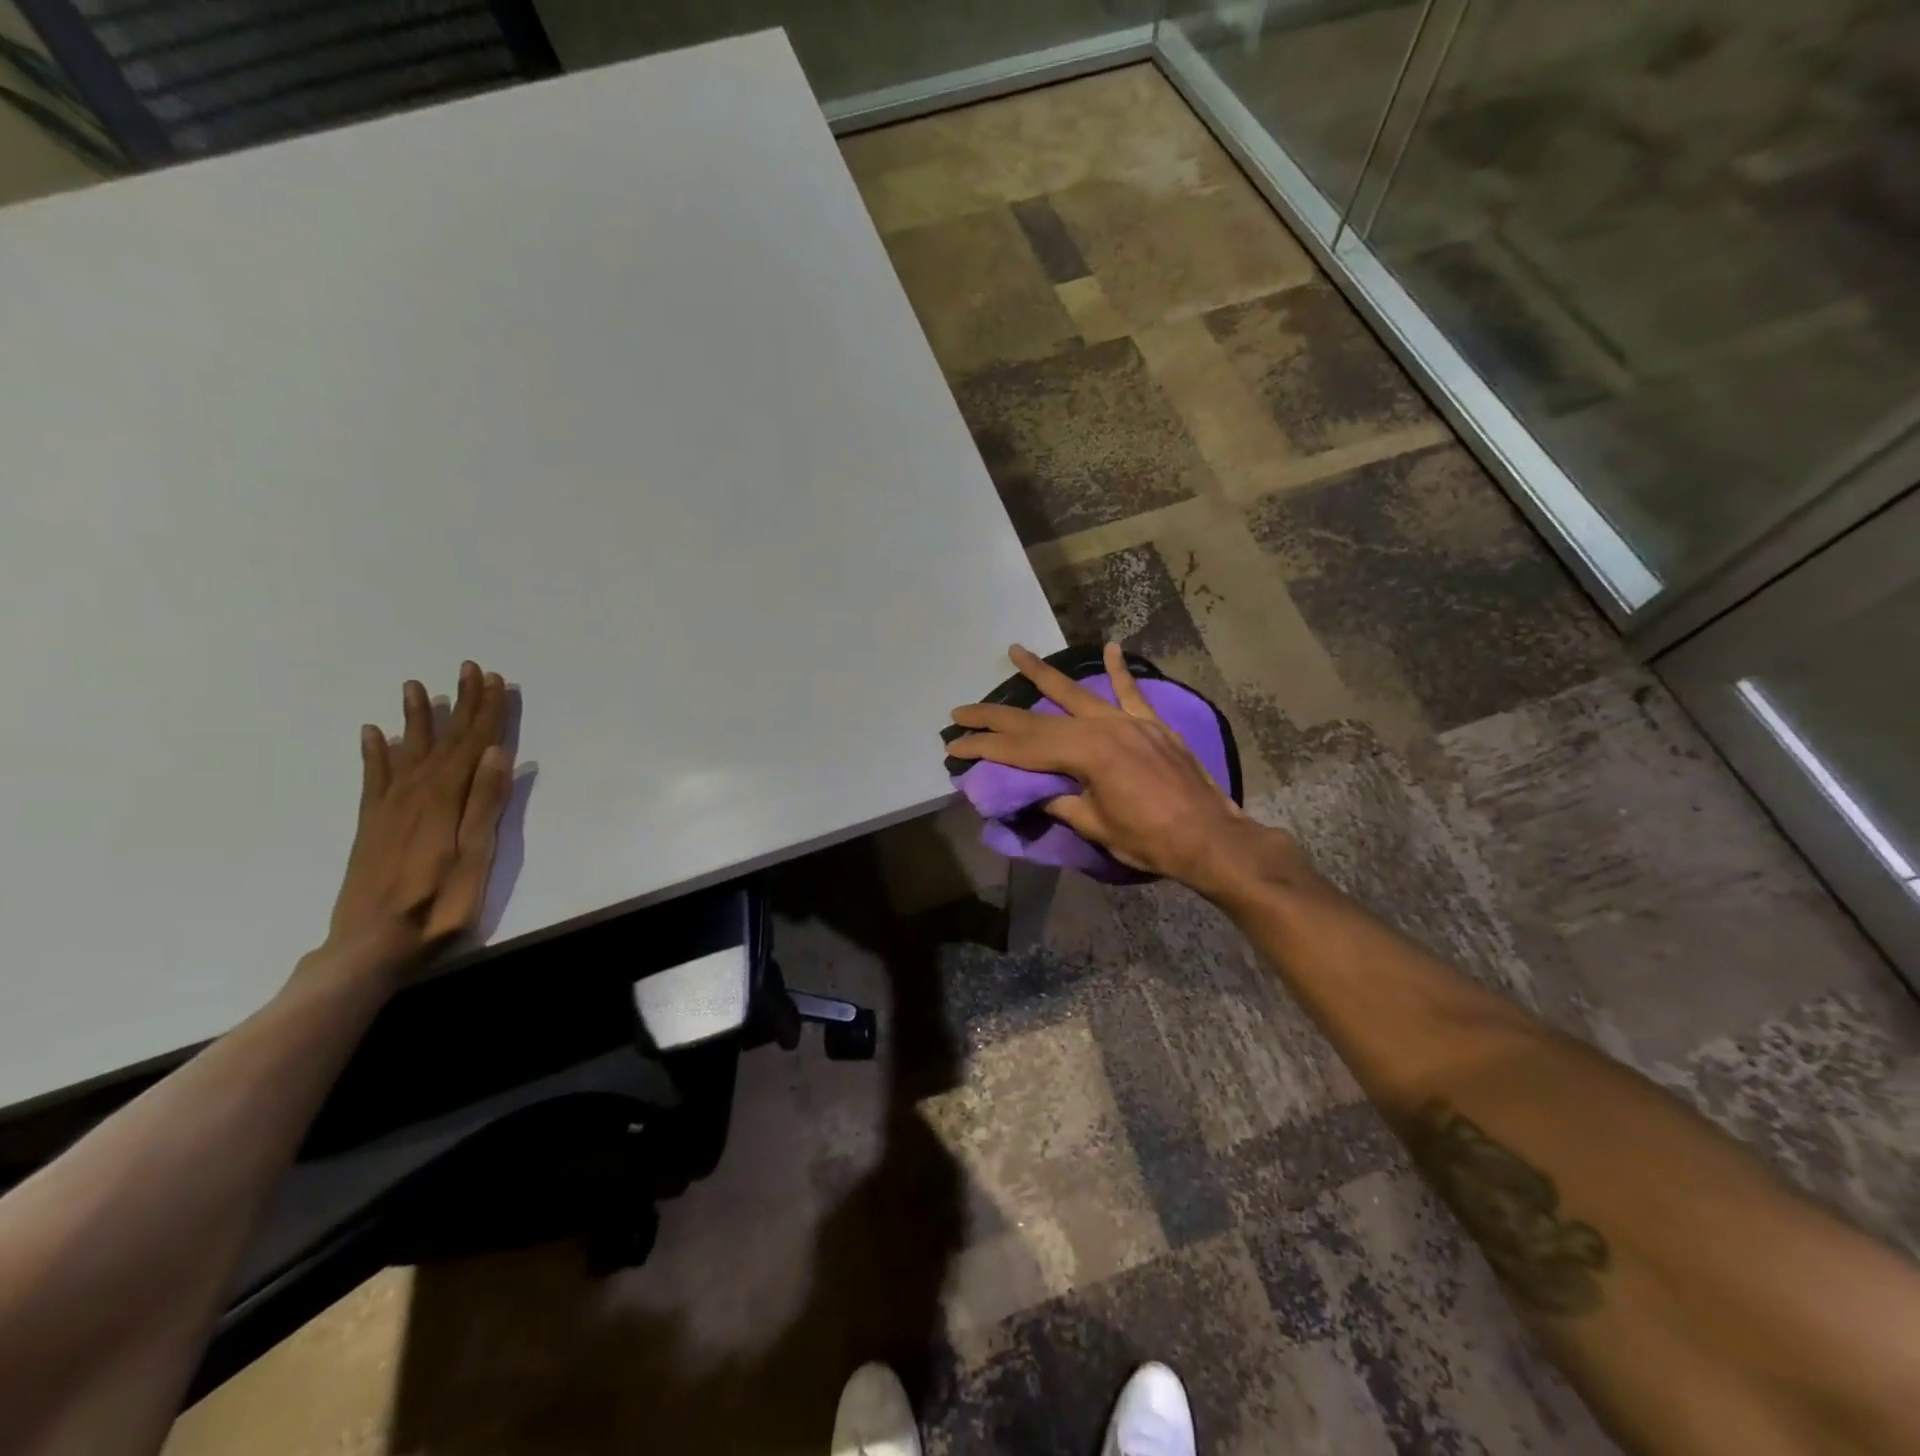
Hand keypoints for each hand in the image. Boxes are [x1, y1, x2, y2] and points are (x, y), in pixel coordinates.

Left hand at [325, 662, 512, 974]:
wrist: (369, 946)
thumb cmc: (437, 907)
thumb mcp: (475, 859)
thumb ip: (486, 805)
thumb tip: (497, 754)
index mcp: (445, 801)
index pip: (472, 745)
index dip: (487, 712)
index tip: (495, 680)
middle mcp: (415, 794)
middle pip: (444, 741)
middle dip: (461, 704)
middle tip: (470, 669)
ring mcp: (388, 808)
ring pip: (407, 750)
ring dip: (417, 718)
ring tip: (417, 687)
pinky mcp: (371, 825)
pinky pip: (373, 778)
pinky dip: (374, 753)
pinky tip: (372, 734)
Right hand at [948, 643, 1294, 898]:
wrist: (1211, 839)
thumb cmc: (1150, 839)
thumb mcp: (1095, 825)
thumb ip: (1061, 803)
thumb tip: (1035, 793)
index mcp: (1085, 753)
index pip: (1021, 748)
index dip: (984, 748)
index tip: (954, 745)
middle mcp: (1102, 728)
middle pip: (1038, 719)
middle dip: (996, 717)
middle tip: (962, 711)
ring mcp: (1129, 721)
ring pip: (1076, 693)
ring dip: (1042, 675)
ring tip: (1016, 652)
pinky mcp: (1151, 725)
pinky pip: (1131, 692)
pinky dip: (1119, 671)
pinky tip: (1111, 647)